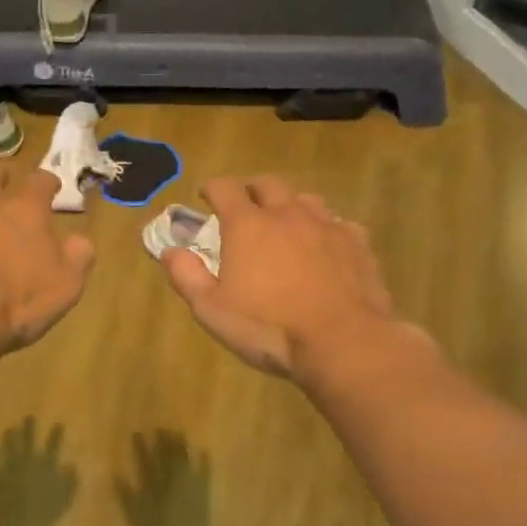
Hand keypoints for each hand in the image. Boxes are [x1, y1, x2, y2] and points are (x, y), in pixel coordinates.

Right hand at [161, 175, 401, 378]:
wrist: (341, 342)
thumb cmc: (268, 328)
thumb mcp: (212, 310)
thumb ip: (187, 276)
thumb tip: (169, 251)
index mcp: (248, 226)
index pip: (225, 188)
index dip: (212, 188)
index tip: (206, 196)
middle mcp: (287, 214)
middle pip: (268, 184)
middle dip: (252, 190)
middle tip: (246, 207)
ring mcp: (326, 226)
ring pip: (306, 199)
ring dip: (290, 205)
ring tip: (286, 224)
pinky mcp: (357, 243)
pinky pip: (338, 224)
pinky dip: (324, 229)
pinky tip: (325, 247)